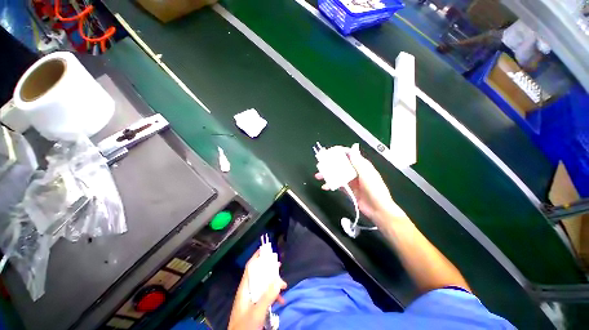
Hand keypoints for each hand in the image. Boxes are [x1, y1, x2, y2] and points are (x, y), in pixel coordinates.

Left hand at [228, 250, 286, 329]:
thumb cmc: (244, 326)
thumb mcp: (257, 311)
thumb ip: (267, 296)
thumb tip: (279, 280)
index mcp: (244, 289)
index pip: (250, 268)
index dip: (256, 257)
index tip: (265, 249)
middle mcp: (247, 291)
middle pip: (258, 275)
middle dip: (269, 268)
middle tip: (279, 264)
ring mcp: (251, 300)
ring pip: (263, 285)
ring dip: (273, 283)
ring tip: (284, 284)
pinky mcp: (255, 308)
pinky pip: (265, 296)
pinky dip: (273, 296)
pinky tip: (281, 300)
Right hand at [315, 144, 403, 221]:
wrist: (378, 210)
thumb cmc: (375, 190)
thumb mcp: (366, 174)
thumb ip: (358, 161)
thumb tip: (354, 146)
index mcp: (361, 165)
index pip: (349, 155)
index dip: (339, 152)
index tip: (329, 152)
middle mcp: (355, 171)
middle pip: (341, 164)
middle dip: (330, 164)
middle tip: (320, 165)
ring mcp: (351, 181)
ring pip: (337, 174)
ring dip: (328, 175)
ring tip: (318, 176)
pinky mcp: (348, 189)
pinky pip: (337, 184)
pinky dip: (331, 185)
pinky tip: (325, 186)